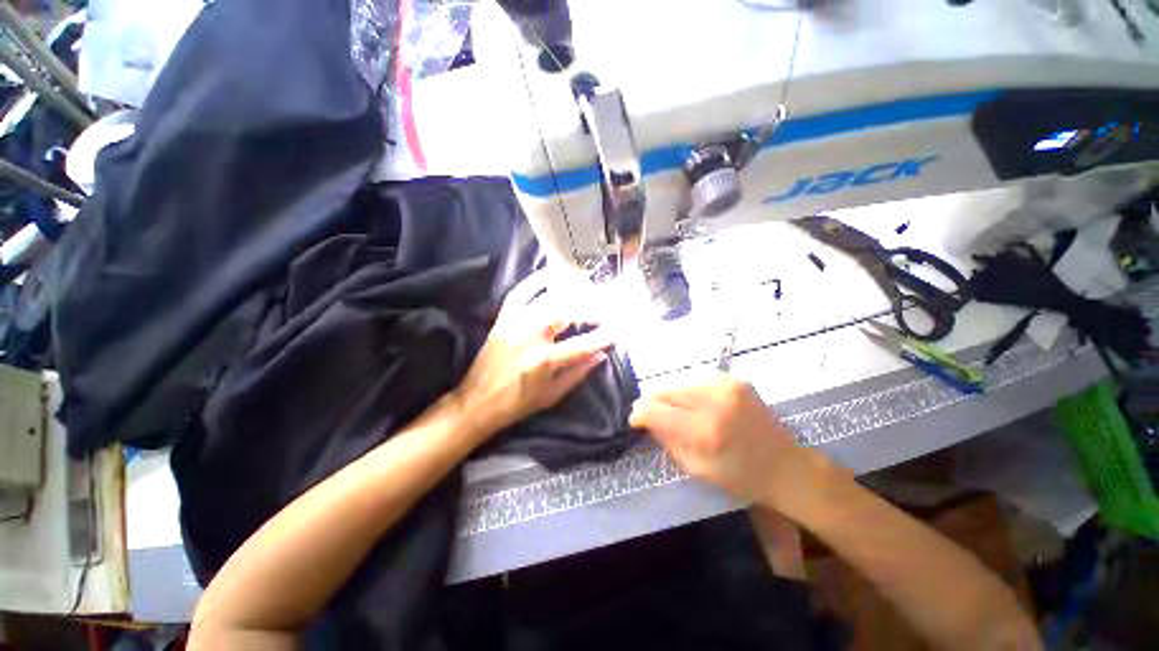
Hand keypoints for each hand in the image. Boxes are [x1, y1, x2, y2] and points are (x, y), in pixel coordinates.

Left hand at [454, 272, 612, 439]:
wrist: (477, 403)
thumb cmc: (517, 404)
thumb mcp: (552, 395)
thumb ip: (578, 373)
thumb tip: (601, 355)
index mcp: (545, 360)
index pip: (583, 344)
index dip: (604, 336)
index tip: (619, 328)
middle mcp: (531, 337)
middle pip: (567, 314)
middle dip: (590, 310)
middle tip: (604, 310)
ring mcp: (515, 324)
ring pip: (548, 301)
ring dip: (570, 295)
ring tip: (585, 294)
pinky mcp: (503, 320)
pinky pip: (519, 294)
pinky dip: (533, 282)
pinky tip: (548, 275)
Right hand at [629, 373, 825, 513]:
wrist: (788, 466)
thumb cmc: (743, 478)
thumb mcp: (698, 469)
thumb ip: (667, 441)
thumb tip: (648, 420)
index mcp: (704, 430)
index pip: (654, 409)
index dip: (638, 414)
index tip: (636, 421)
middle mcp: (713, 399)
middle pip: (662, 388)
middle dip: (652, 402)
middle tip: (654, 416)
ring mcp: (725, 384)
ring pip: (676, 379)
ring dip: (669, 394)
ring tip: (675, 410)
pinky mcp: (733, 378)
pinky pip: (695, 377)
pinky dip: (687, 389)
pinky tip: (694, 403)